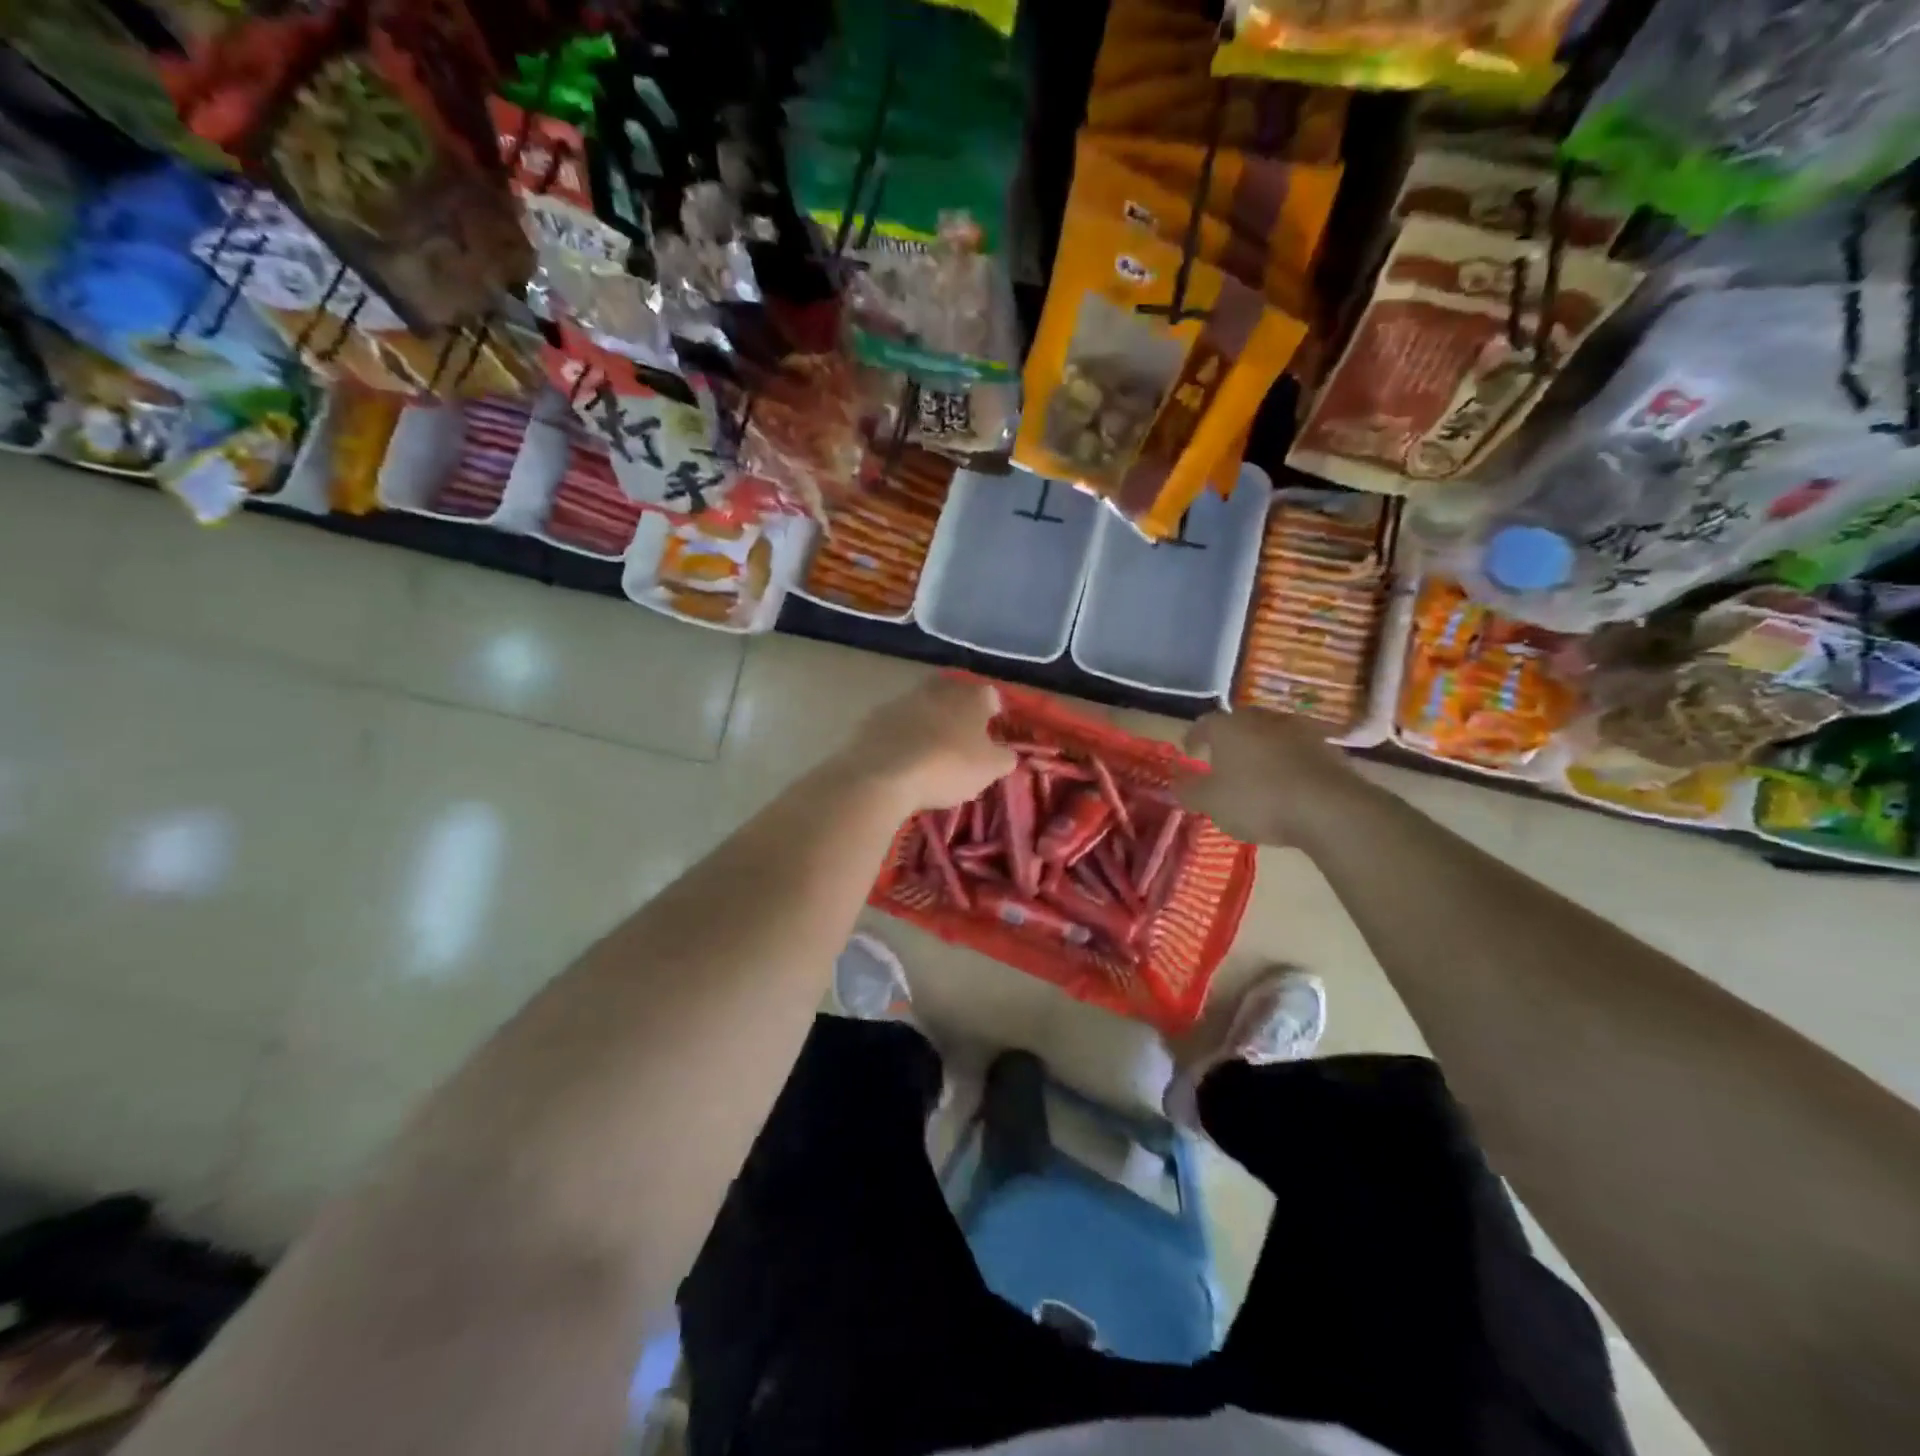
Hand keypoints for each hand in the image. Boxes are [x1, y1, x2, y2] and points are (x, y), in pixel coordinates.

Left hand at [840, 677, 1016, 812]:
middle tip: (963, 740)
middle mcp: (938, 688)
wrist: (883, 774)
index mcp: (971, 696)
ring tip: (932, 750)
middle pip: (955, 695)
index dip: (994, 715)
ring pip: (925, 706)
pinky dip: (904, 734)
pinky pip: (898, 722)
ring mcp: (903, 698)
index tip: (992, 734)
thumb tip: (1008, 753)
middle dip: (961, 713)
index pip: (991, 696)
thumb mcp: (989, 769)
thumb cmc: (947, 767)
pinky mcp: (875, 716)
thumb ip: (1004, 757)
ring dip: (930, 722)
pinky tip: (903, 756)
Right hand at [1172, 709, 1369, 847]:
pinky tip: (1287, 782)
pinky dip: (1287, 761)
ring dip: (1260, 749)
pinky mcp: (1326, 747)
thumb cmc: (1257, 800)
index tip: (1189, 753)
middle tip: (1222, 760)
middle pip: (1239, 724)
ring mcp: (1297, 729)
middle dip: (1229, 740)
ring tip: (1255, 771)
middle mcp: (1261, 719)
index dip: (1193, 738)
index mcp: (1228, 727)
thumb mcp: (1211, 802)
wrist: (1328, 807)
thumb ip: (1189, 790)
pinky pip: (1296, 750)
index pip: (1203, 723)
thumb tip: (1175, 782)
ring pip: (1270, 734)